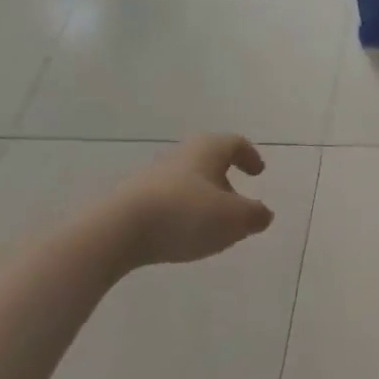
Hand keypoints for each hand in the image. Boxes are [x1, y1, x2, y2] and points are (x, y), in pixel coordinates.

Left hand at [106, 135, 274, 267]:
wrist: (115, 231)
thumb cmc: (186, 214)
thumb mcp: (234, 219)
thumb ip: (255, 215)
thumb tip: (262, 214)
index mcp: (208, 150)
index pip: (234, 143)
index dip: (249, 156)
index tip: (258, 172)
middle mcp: (180, 156)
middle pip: (208, 162)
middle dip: (225, 180)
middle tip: (238, 202)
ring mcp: (152, 178)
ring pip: (187, 183)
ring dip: (203, 200)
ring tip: (212, 225)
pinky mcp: (132, 202)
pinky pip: (167, 202)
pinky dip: (182, 214)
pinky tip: (183, 235)